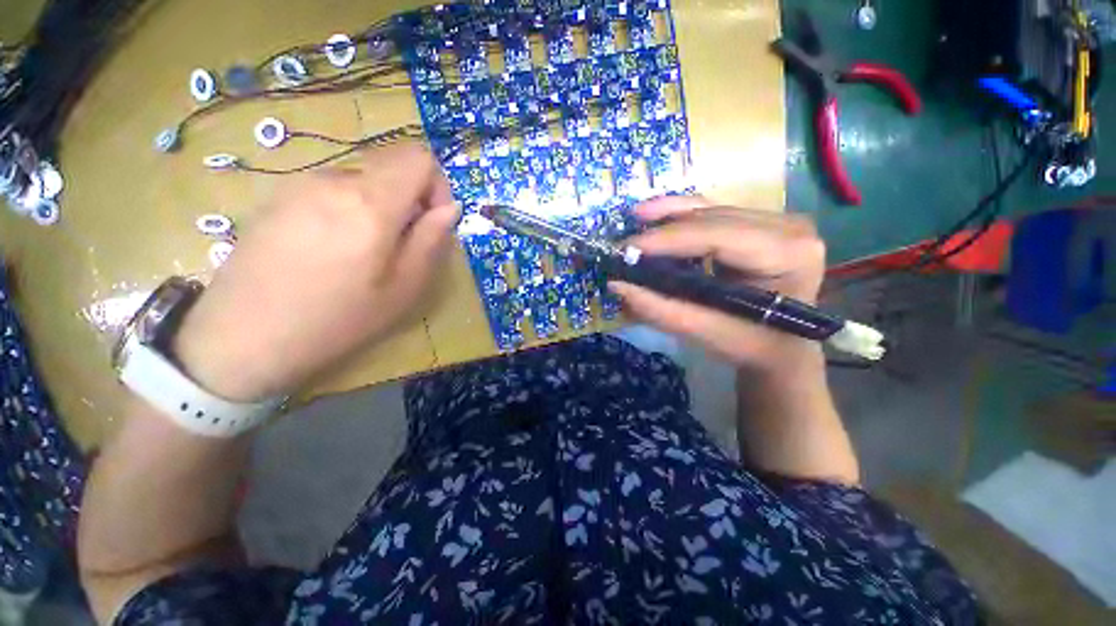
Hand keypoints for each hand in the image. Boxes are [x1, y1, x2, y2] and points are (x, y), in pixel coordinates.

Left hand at [173, 142, 458, 401]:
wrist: (242, 337)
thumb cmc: (336, 318)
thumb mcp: (404, 287)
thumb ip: (431, 240)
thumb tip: (449, 208)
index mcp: (369, 202)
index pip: (418, 158)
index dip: (436, 185)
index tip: (431, 221)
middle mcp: (334, 179)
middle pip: (391, 165)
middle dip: (410, 198)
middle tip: (401, 244)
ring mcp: (299, 183)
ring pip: (363, 178)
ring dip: (380, 206)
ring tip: (364, 252)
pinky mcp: (278, 196)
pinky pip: (332, 188)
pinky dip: (351, 208)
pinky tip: (332, 248)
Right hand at [609, 195, 826, 374]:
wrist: (782, 349)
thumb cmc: (752, 346)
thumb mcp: (706, 332)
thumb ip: (661, 309)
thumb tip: (617, 285)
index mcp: (789, 255)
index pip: (719, 236)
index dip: (669, 239)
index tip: (627, 248)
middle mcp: (789, 228)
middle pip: (713, 218)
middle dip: (664, 228)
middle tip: (624, 242)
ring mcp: (777, 221)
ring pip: (711, 210)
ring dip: (669, 214)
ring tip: (635, 218)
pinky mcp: (760, 224)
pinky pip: (713, 214)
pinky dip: (681, 216)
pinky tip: (657, 218)